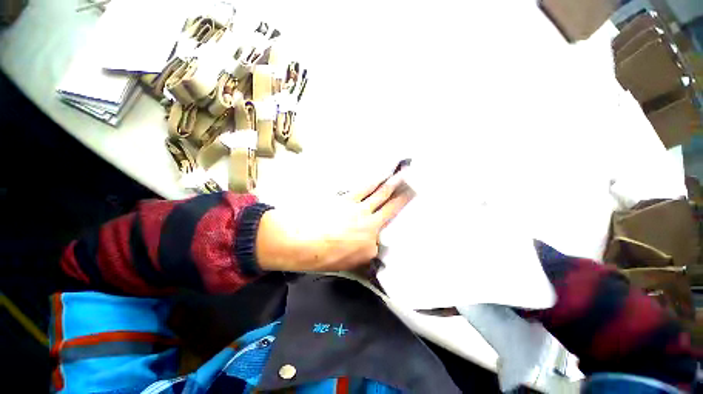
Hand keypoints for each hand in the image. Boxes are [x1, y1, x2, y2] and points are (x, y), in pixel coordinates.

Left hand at [256, 170, 412, 271]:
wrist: (299, 241)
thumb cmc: (320, 257)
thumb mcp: (345, 265)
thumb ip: (361, 257)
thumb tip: (369, 249)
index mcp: (369, 244)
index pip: (381, 239)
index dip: (385, 233)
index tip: (389, 229)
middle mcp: (369, 224)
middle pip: (391, 208)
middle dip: (404, 197)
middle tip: (416, 187)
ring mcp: (358, 209)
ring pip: (380, 194)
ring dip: (393, 183)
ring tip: (404, 173)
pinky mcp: (347, 198)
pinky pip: (365, 187)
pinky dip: (374, 180)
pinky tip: (381, 174)